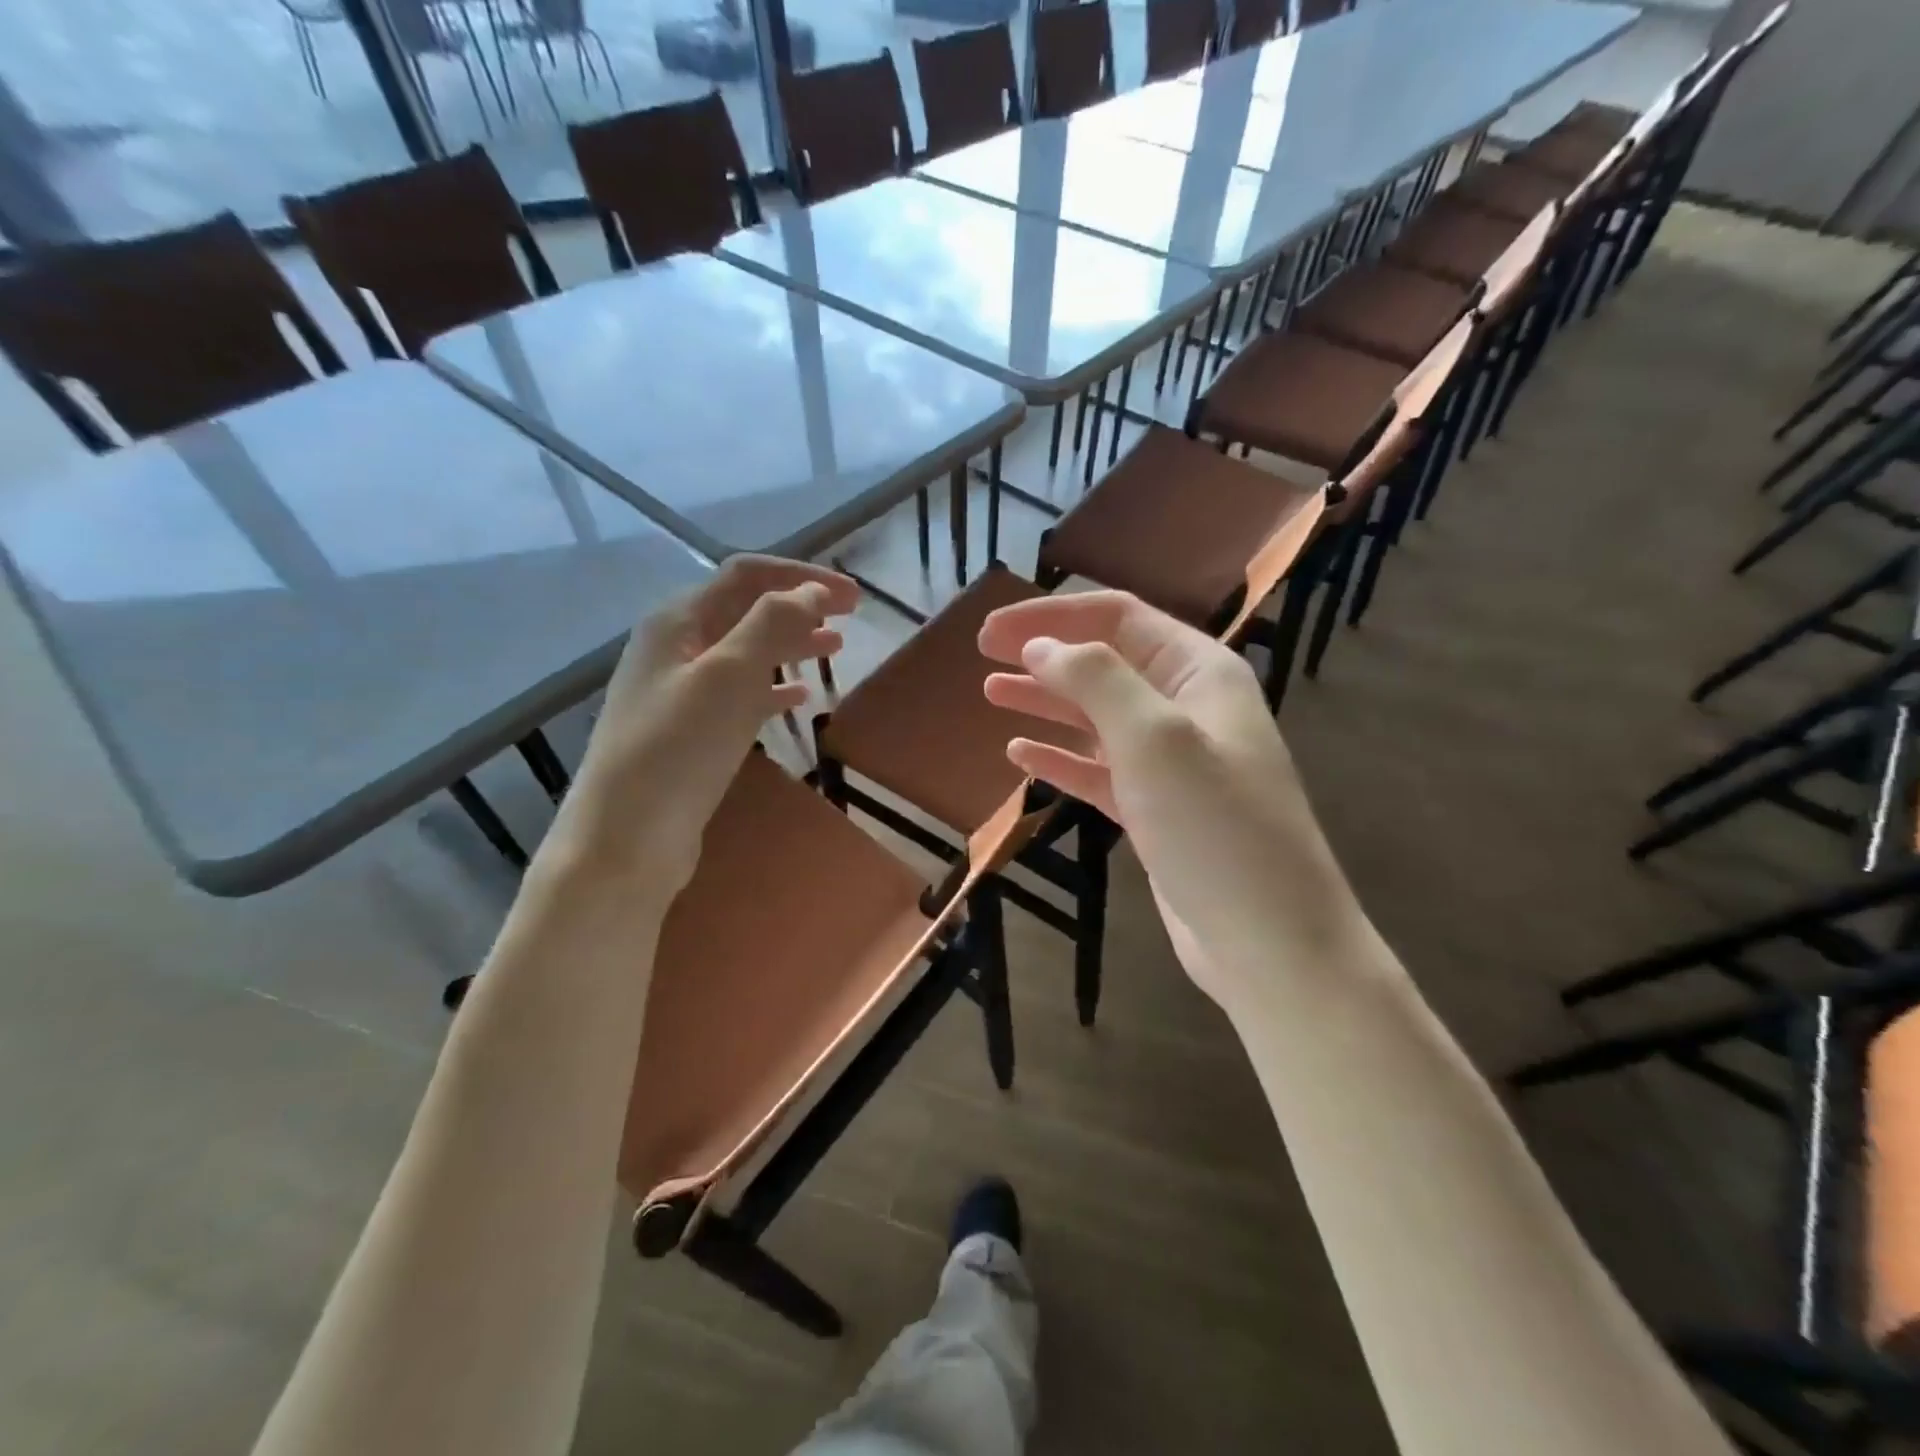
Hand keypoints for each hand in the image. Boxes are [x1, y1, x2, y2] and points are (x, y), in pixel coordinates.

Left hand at [550, 555, 857, 889]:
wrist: (626, 838)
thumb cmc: (677, 748)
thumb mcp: (727, 675)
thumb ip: (772, 624)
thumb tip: (815, 591)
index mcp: (678, 621)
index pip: (747, 575)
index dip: (802, 577)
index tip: (853, 595)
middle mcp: (676, 647)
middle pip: (746, 610)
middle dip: (801, 607)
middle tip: (852, 617)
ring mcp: (681, 691)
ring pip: (747, 652)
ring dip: (791, 644)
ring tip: (835, 650)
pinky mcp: (692, 731)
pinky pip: (740, 694)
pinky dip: (773, 688)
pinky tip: (800, 698)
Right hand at [978, 592, 1363, 1008]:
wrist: (1270, 943)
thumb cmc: (1215, 827)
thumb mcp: (1155, 738)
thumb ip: (1096, 680)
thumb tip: (1041, 646)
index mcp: (1199, 672)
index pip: (1118, 618)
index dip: (1052, 616)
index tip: (991, 630)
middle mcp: (1187, 707)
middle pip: (1105, 662)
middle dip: (1045, 653)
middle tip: (981, 654)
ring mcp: (1172, 762)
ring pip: (1098, 716)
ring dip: (1047, 701)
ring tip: (992, 693)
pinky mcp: (1156, 810)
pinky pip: (1099, 769)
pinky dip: (1061, 758)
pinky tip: (1022, 755)